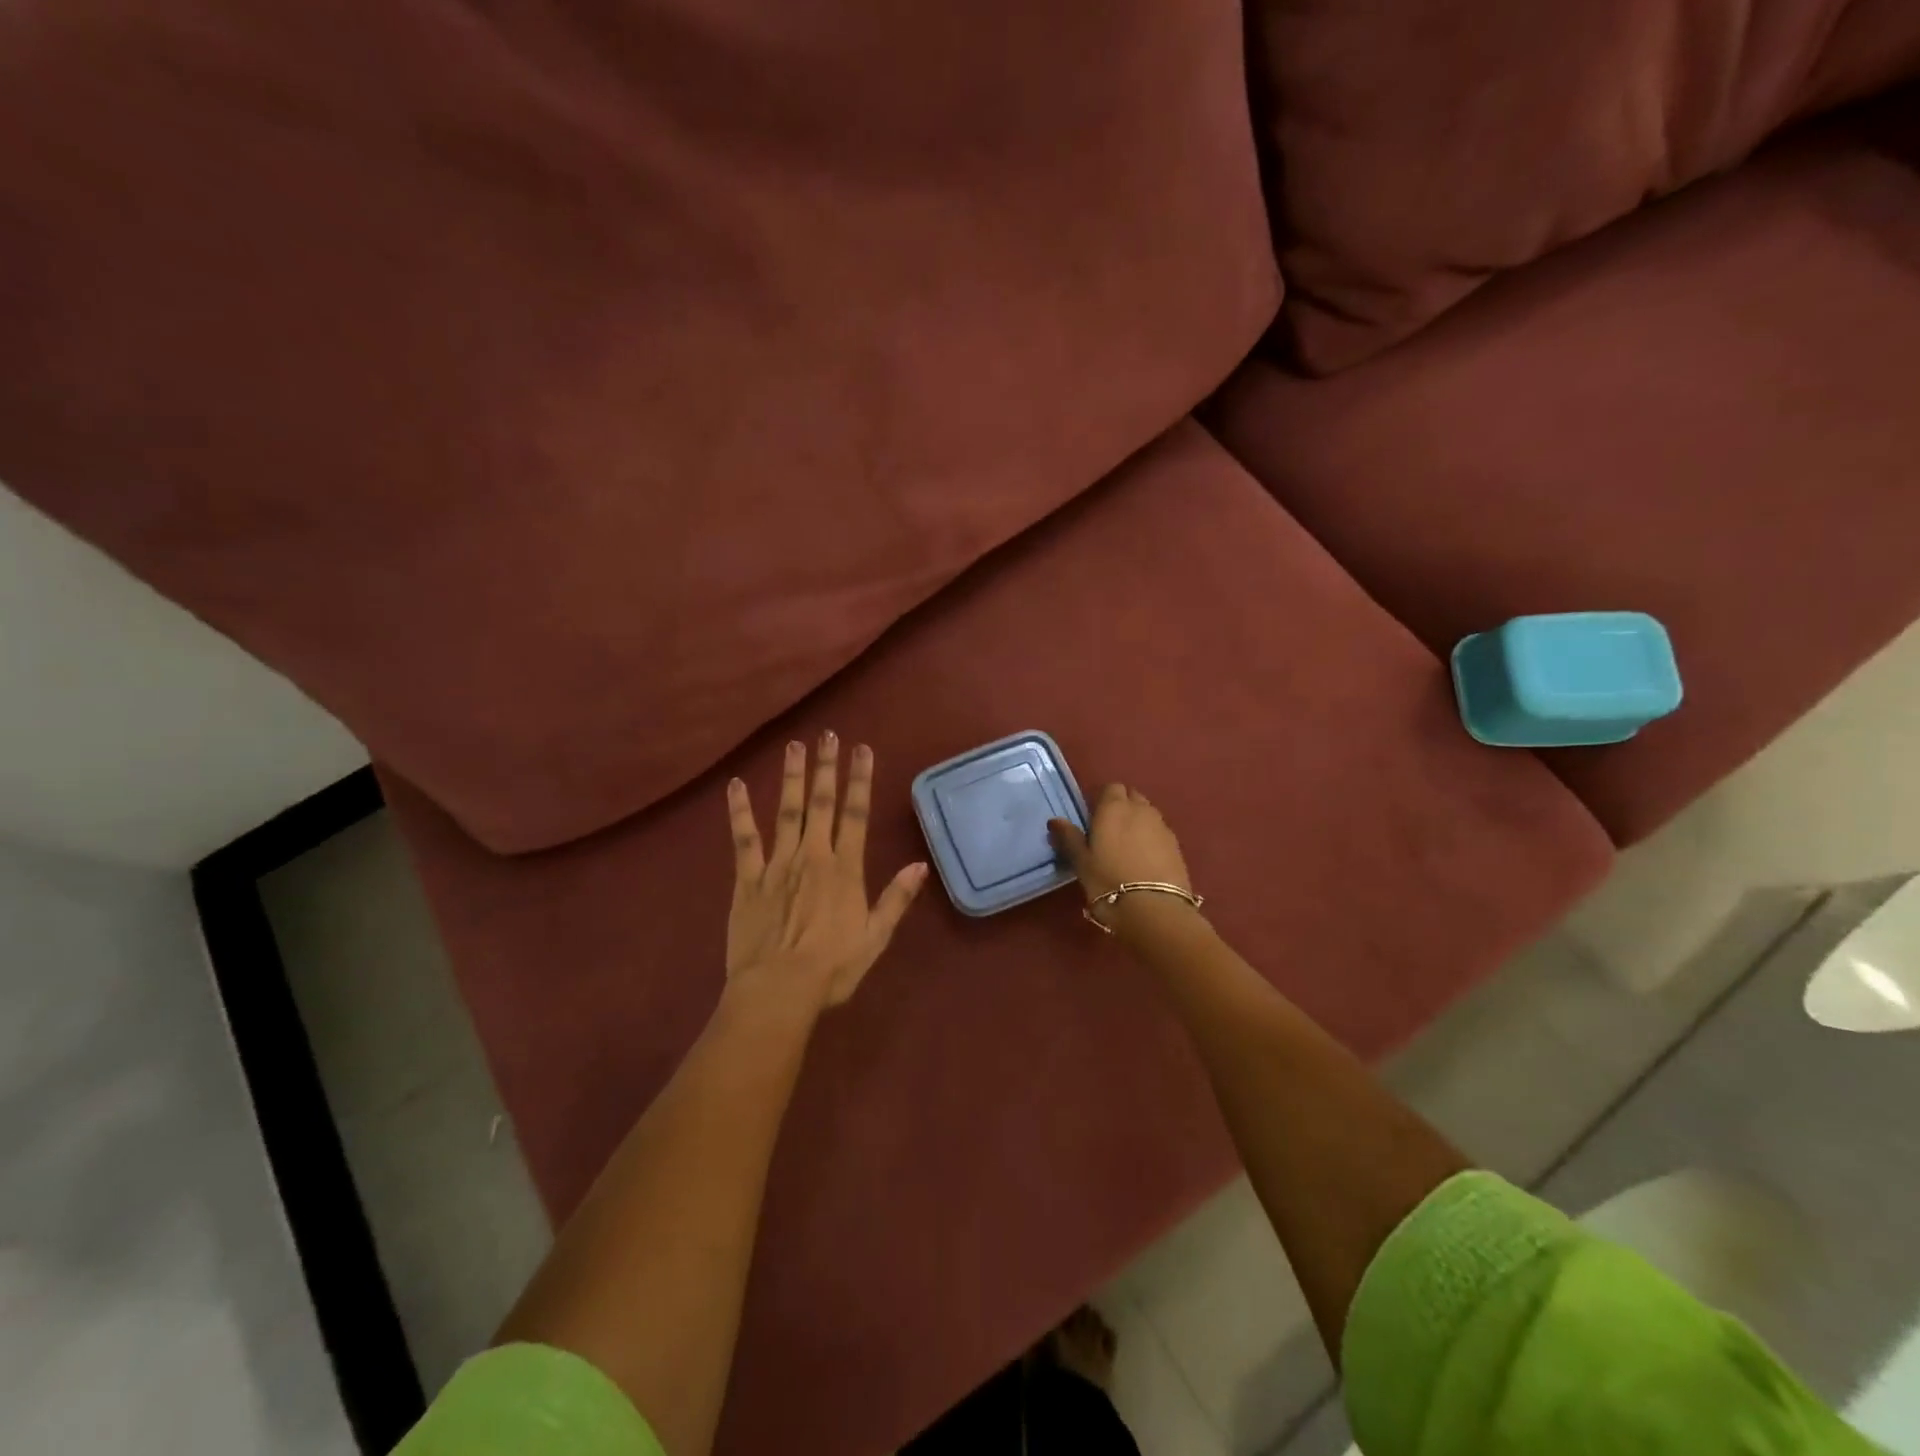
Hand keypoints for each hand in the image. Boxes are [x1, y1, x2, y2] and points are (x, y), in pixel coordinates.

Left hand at [726, 733, 928, 1009]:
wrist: (777, 990)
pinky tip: (736, 786)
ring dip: (791, 778)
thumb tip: (920, 864)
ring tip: (793, 746)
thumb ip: (896, 898)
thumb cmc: (832, 968)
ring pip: (786, 812)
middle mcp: (813, 856)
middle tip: (827, 734)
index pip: (856, 815)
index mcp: (845, 869)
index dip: (859, 780)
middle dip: (826, 767)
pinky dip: (740, 812)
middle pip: (821, 804)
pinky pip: (744, 840)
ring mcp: (777, 865)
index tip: (862, 749)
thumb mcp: (875, 938)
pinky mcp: (747, 880)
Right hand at [1048, 783, 1193, 927]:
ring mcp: (1162, 826)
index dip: (1102, 799)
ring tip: (1127, 846)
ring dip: (1138, 821)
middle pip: (1132, 796)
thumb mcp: (1081, 862)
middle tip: (1109, 830)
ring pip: (1148, 813)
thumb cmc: (1108, 881)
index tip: (1093, 817)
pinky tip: (1144, 859)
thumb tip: (1055, 820)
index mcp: (1113, 807)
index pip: (1110, 787)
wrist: (1154, 909)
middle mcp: (1140, 810)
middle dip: (1122, 806)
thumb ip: (1069, 837)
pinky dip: (1151, 838)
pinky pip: (1160, 832)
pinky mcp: (1177, 845)